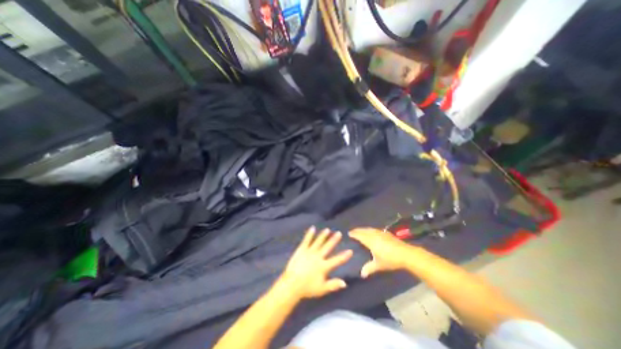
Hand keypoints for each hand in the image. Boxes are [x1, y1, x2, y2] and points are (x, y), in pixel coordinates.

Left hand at [279, 228, 350, 297]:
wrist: (292, 284)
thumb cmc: (307, 288)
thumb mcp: (322, 289)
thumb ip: (333, 285)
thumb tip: (345, 283)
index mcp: (324, 266)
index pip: (337, 260)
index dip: (344, 256)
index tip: (350, 250)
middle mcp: (318, 256)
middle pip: (328, 247)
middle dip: (334, 240)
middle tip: (339, 233)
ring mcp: (310, 252)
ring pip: (318, 241)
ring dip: (323, 235)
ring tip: (327, 229)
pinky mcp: (302, 250)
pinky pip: (306, 240)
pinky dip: (310, 234)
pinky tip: (312, 228)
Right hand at [349, 229, 411, 277]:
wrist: (406, 254)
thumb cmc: (390, 259)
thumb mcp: (379, 265)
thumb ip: (369, 268)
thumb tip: (362, 274)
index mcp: (370, 241)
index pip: (360, 235)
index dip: (354, 234)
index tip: (349, 233)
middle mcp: (374, 234)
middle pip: (364, 230)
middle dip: (358, 230)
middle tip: (353, 231)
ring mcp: (381, 233)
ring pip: (370, 229)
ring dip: (364, 229)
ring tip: (361, 231)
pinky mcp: (387, 233)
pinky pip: (375, 230)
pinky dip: (371, 230)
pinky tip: (373, 232)